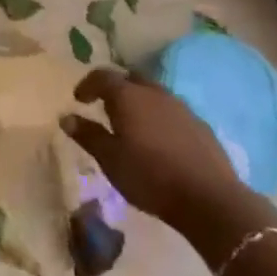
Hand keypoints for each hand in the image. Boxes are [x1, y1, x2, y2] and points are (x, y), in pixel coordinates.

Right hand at [62, 68, 242, 223]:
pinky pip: (171, 111)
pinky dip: (159, 117)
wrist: (209, 199)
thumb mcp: (110, 160)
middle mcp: (153, 92)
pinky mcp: (199, 124)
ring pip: (153, 93)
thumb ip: (88, 135)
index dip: (88, 85)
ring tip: (132, 126)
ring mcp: (180, 106)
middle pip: (130, 79)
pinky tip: (159, 141)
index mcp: (128, 96)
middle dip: (115, 89)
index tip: (79, 100)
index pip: (102, 76)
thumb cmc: (150, 177)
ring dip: (139, 102)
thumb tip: (66, 117)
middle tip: (105, 108)